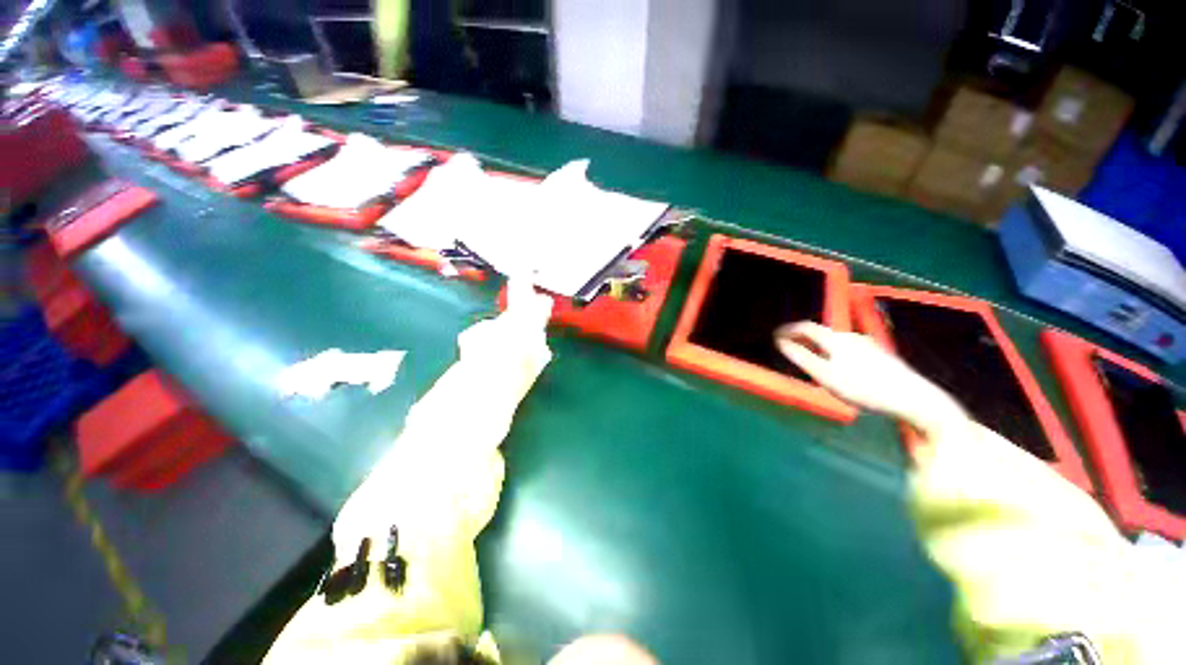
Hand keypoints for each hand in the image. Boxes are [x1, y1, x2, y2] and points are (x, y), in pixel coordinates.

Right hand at [775, 322, 965, 437]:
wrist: (913, 398)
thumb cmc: (863, 387)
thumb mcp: (826, 375)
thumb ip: (802, 358)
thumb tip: (781, 342)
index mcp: (836, 339)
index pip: (806, 327)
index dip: (788, 329)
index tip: (775, 334)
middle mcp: (851, 336)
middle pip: (821, 332)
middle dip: (803, 337)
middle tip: (789, 345)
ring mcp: (867, 344)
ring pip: (835, 340)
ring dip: (818, 344)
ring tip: (809, 355)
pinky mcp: (878, 355)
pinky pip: (847, 347)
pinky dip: (832, 350)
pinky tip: (836, 364)